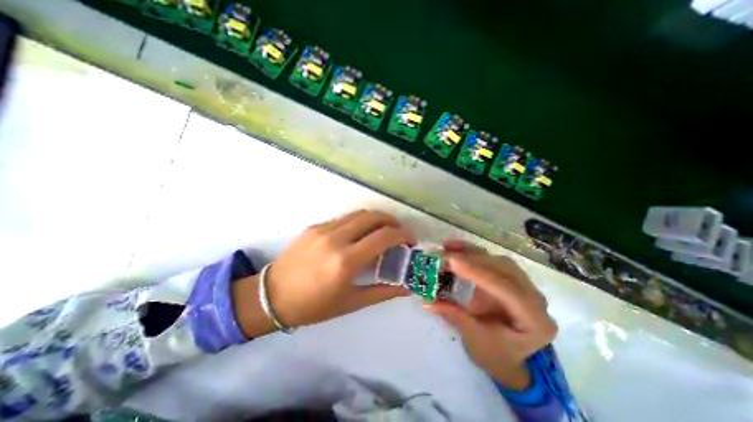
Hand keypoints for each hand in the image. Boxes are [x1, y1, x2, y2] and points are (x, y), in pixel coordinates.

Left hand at [235, 209, 413, 337]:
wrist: (271, 296)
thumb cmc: (313, 306)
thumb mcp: (351, 303)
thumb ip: (383, 292)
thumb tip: (406, 287)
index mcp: (345, 261)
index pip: (384, 237)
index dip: (403, 234)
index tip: (410, 240)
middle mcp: (335, 239)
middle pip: (373, 216)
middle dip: (392, 221)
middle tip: (399, 232)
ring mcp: (323, 229)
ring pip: (358, 214)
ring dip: (376, 219)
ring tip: (382, 231)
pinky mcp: (314, 226)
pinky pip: (344, 219)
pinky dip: (358, 222)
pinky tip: (359, 235)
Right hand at [426, 241, 553, 387]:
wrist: (509, 357)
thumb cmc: (495, 354)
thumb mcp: (474, 338)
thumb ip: (453, 314)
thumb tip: (426, 300)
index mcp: (535, 321)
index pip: (507, 289)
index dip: (479, 273)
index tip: (452, 262)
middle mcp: (534, 297)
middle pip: (504, 269)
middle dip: (471, 259)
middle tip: (443, 255)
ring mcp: (523, 285)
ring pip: (498, 260)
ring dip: (471, 252)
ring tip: (447, 247)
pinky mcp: (509, 277)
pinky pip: (492, 260)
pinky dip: (473, 252)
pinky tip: (456, 248)